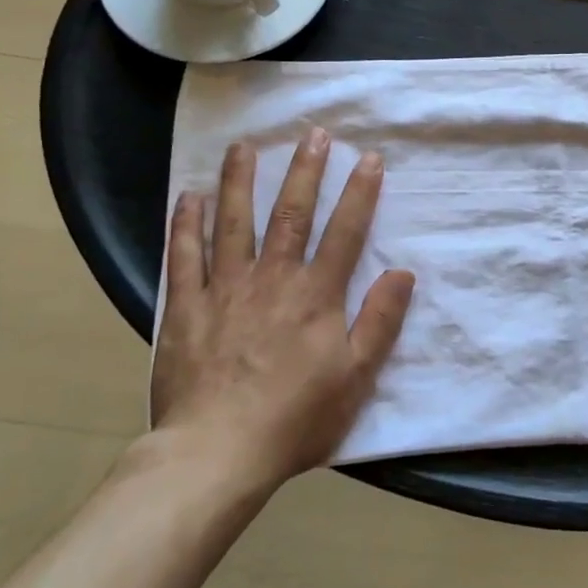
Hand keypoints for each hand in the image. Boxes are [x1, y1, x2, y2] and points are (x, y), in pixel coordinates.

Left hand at [150, 128, 414, 492]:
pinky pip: (184, 257)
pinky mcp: (185, 308)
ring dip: (239, 182)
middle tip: (313, 134)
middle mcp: (272, 279)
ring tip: (243, 147)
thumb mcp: (356, 377)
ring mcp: (225, 289)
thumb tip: (403, 272)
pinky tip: (187, 197)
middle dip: (305, 171)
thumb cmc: (296, 417)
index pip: (344, 231)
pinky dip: (186, 225)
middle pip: (291, 214)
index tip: (368, 158)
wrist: (217, 453)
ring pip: (233, 223)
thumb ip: (380, 321)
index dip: (359, 193)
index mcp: (316, 295)